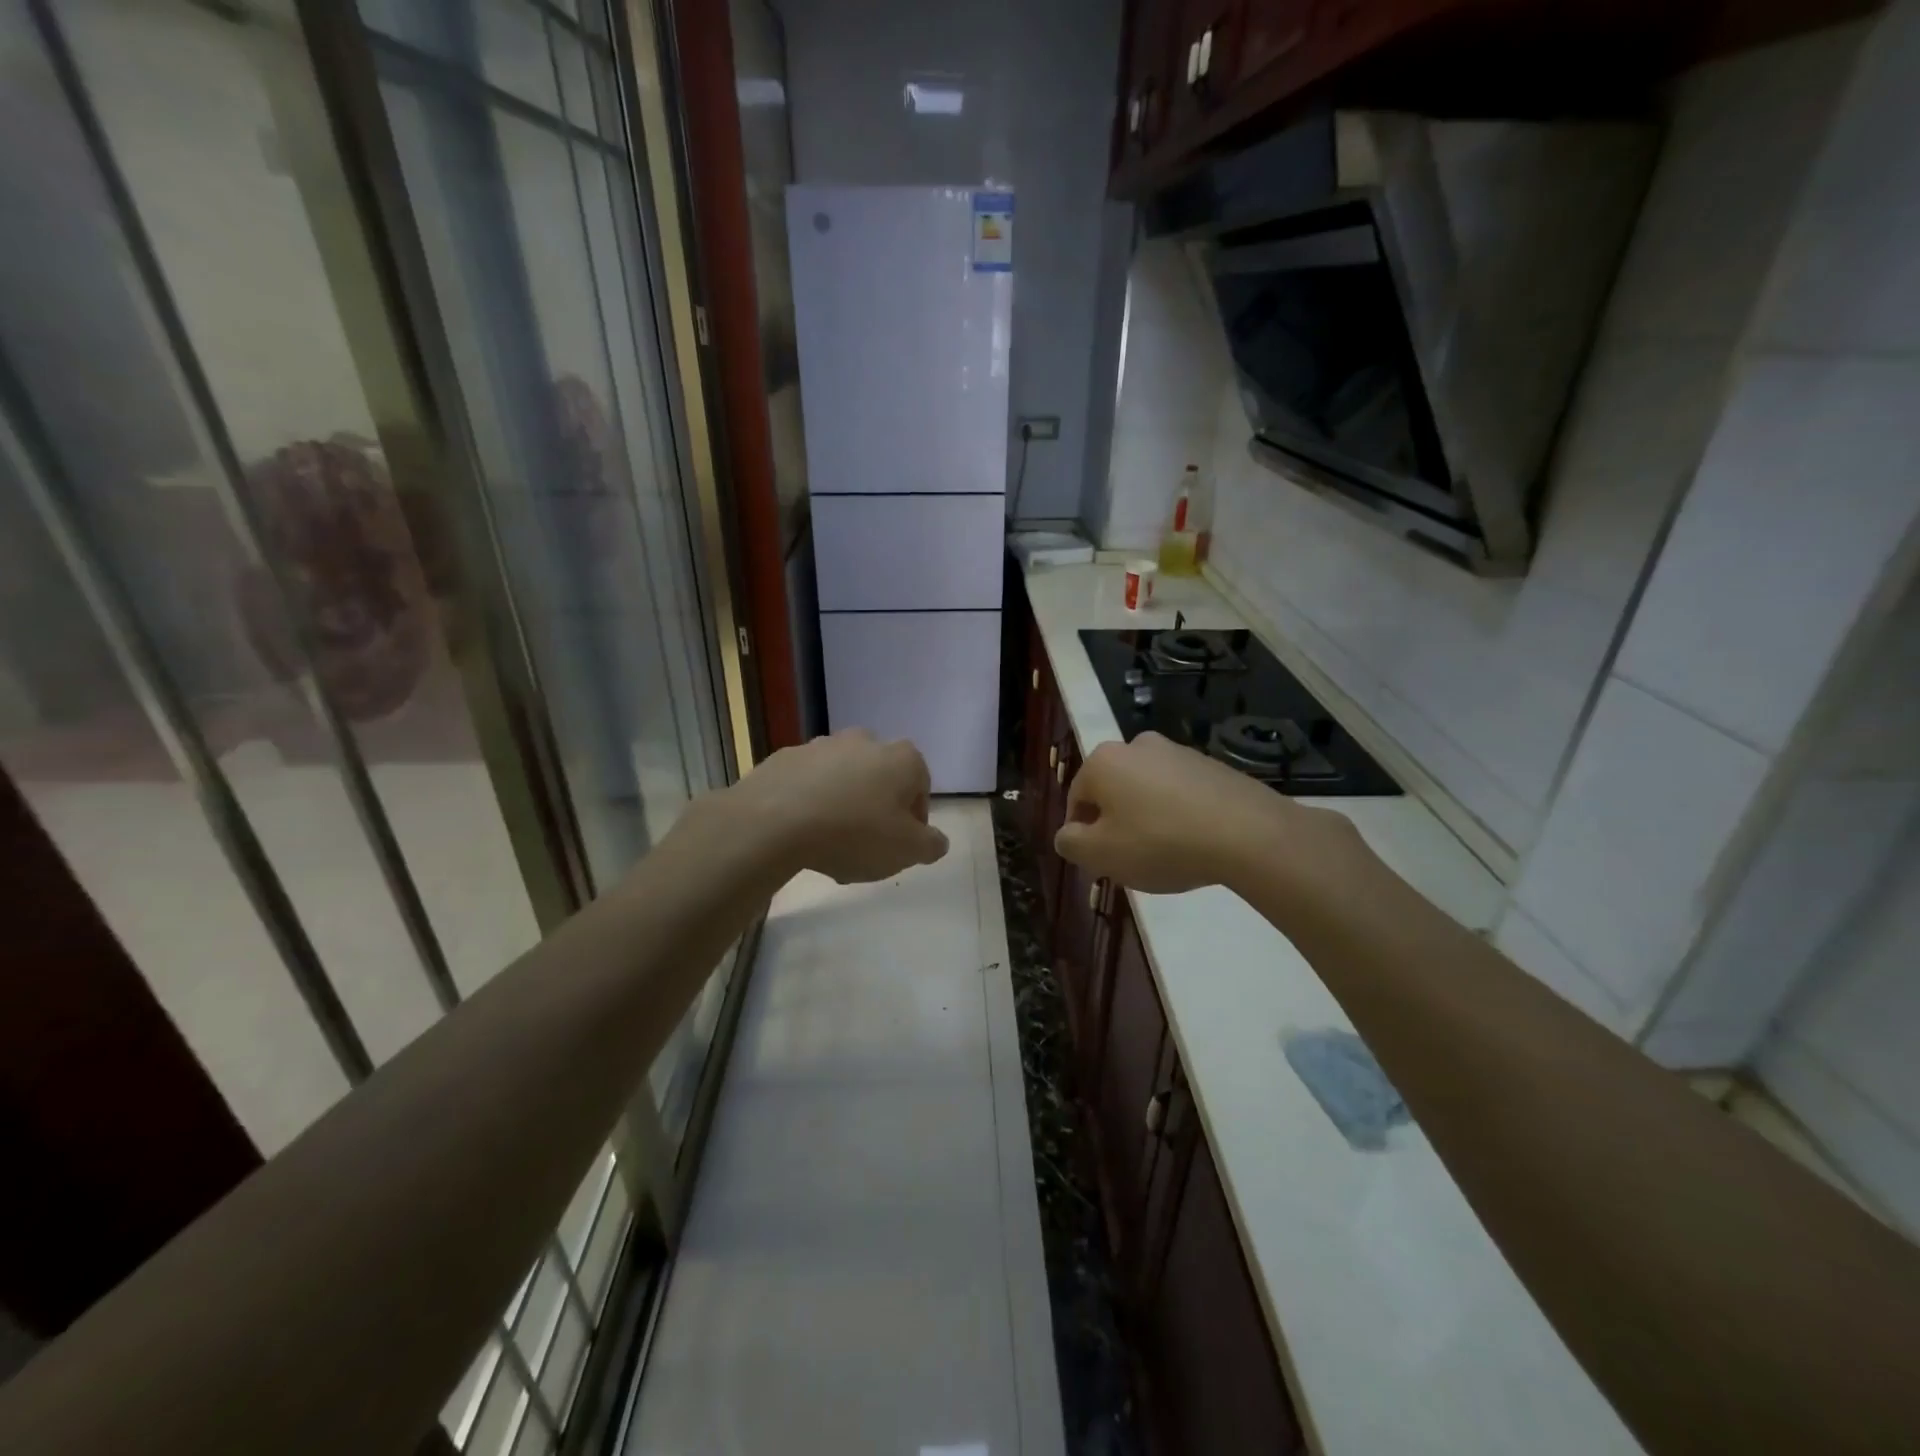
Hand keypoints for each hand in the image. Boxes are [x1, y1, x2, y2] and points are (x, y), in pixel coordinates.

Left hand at [723, 729, 949, 883]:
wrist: (774, 821)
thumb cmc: (854, 833)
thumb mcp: (906, 850)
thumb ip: (930, 845)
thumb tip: (936, 841)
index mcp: (901, 758)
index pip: (920, 787)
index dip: (914, 820)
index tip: (900, 846)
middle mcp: (865, 741)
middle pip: (880, 778)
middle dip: (876, 807)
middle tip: (866, 845)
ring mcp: (821, 746)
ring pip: (842, 779)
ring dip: (842, 804)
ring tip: (829, 844)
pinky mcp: (784, 757)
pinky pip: (807, 783)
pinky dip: (809, 802)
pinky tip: (800, 833)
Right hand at [1054, 731, 1356, 893]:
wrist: (1248, 834)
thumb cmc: (1160, 843)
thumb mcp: (1101, 855)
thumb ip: (1071, 844)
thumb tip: (1067, 834)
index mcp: (1103, 761)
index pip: (1076, 799)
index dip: (1082, 834)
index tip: (1100, 861)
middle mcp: (1137, 745)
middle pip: (1112, 791)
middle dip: (1115, 823)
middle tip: (1129, 859)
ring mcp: (1178, 752)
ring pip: (1146, 790)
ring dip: (1147, 817)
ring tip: (1165, 853)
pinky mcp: (1212, 765)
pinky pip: (1180, 793)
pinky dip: (1178, 814)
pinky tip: (1194, 842)